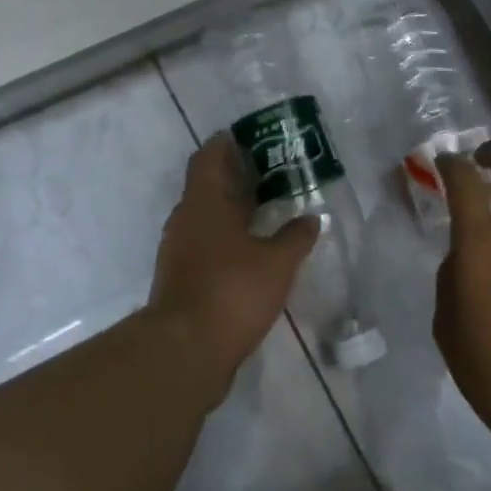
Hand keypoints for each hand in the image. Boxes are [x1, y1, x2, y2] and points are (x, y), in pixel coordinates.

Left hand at [145, 135, 319, 394]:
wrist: (185, 351)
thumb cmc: (231, 292)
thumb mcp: (277, 263)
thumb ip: (296, 237)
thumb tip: (312, 218)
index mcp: (204, 202)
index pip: (209, 157)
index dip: (227, 143)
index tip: (252, 140)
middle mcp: (186, 219)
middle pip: (208, 185)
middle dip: (238, 178)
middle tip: (273, 175)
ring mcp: (179, 249)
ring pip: (206, 217)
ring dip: (233, 210)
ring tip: (269, 212)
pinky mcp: (181, 277)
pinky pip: (205, 243)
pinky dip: (227, 238)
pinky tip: (253, 252)